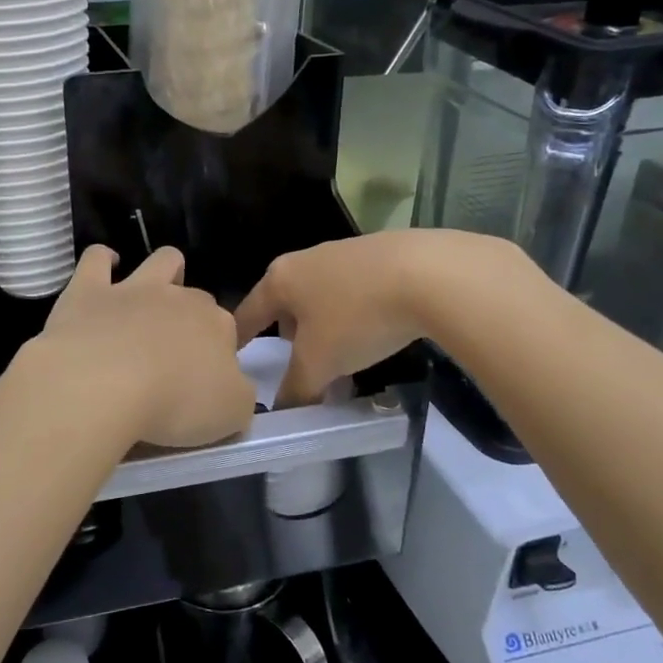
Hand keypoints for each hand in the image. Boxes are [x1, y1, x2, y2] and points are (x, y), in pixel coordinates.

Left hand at [35, 246, 254, 448]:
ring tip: (154, 296)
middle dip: (191, 318)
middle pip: (196, 299)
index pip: (227, 333)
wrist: (101, 386)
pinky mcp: (88, 291)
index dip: (218, 354)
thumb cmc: (173, 404)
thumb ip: (237, 396)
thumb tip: (232, 387)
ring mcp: (133, 289)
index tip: (204, 383)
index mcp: (217, 326)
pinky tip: (104, 271)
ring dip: (164, 271)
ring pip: (161, 261)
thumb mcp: (230, 413)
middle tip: (175, 358)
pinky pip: (97, 258)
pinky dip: (103, 260)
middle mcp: (179, 299)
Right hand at [236, 231, 507, 405]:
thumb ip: (296, 388)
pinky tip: (374, 333)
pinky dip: (354, 315)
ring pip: (321, 298)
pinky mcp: (379, 254)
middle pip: (285, 305)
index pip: (247, 314)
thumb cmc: (357, 316)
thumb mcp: (319, 362)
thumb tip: (285, 410)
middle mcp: (305, 259)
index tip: (231, 359)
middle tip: (298, 369)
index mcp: (279, 279)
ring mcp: (343, 252)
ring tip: (341, 359)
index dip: (238, 341)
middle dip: (289, 338)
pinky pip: (353, 291)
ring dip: (324, 329)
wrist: (430, 272)